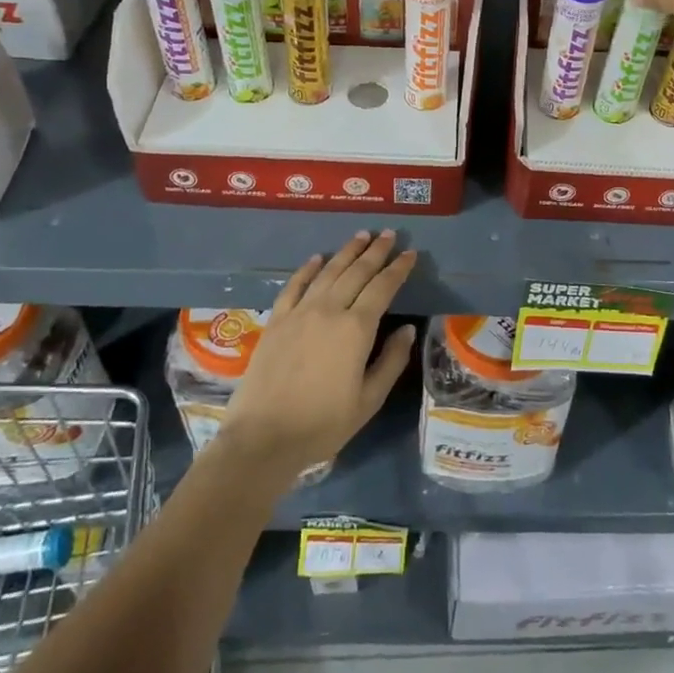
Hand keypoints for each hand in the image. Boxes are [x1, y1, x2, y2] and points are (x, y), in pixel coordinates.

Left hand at [218, 231, 417, 476]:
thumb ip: (391, 361)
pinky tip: (317, 258)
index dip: (398, 269)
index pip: (383, 288)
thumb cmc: (323, 424)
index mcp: (356, 329)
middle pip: (356, 272)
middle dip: (375, 251)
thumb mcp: (369, 400)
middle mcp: (329, 310)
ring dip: (346, 252)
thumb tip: (407, 330)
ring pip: (328, 272)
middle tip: (388, 234)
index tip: (410, 253)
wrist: (263, 438)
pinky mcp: (276, 320)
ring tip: (361, 236)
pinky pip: (294, 285)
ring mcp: (299, 313)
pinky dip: (308, 269)